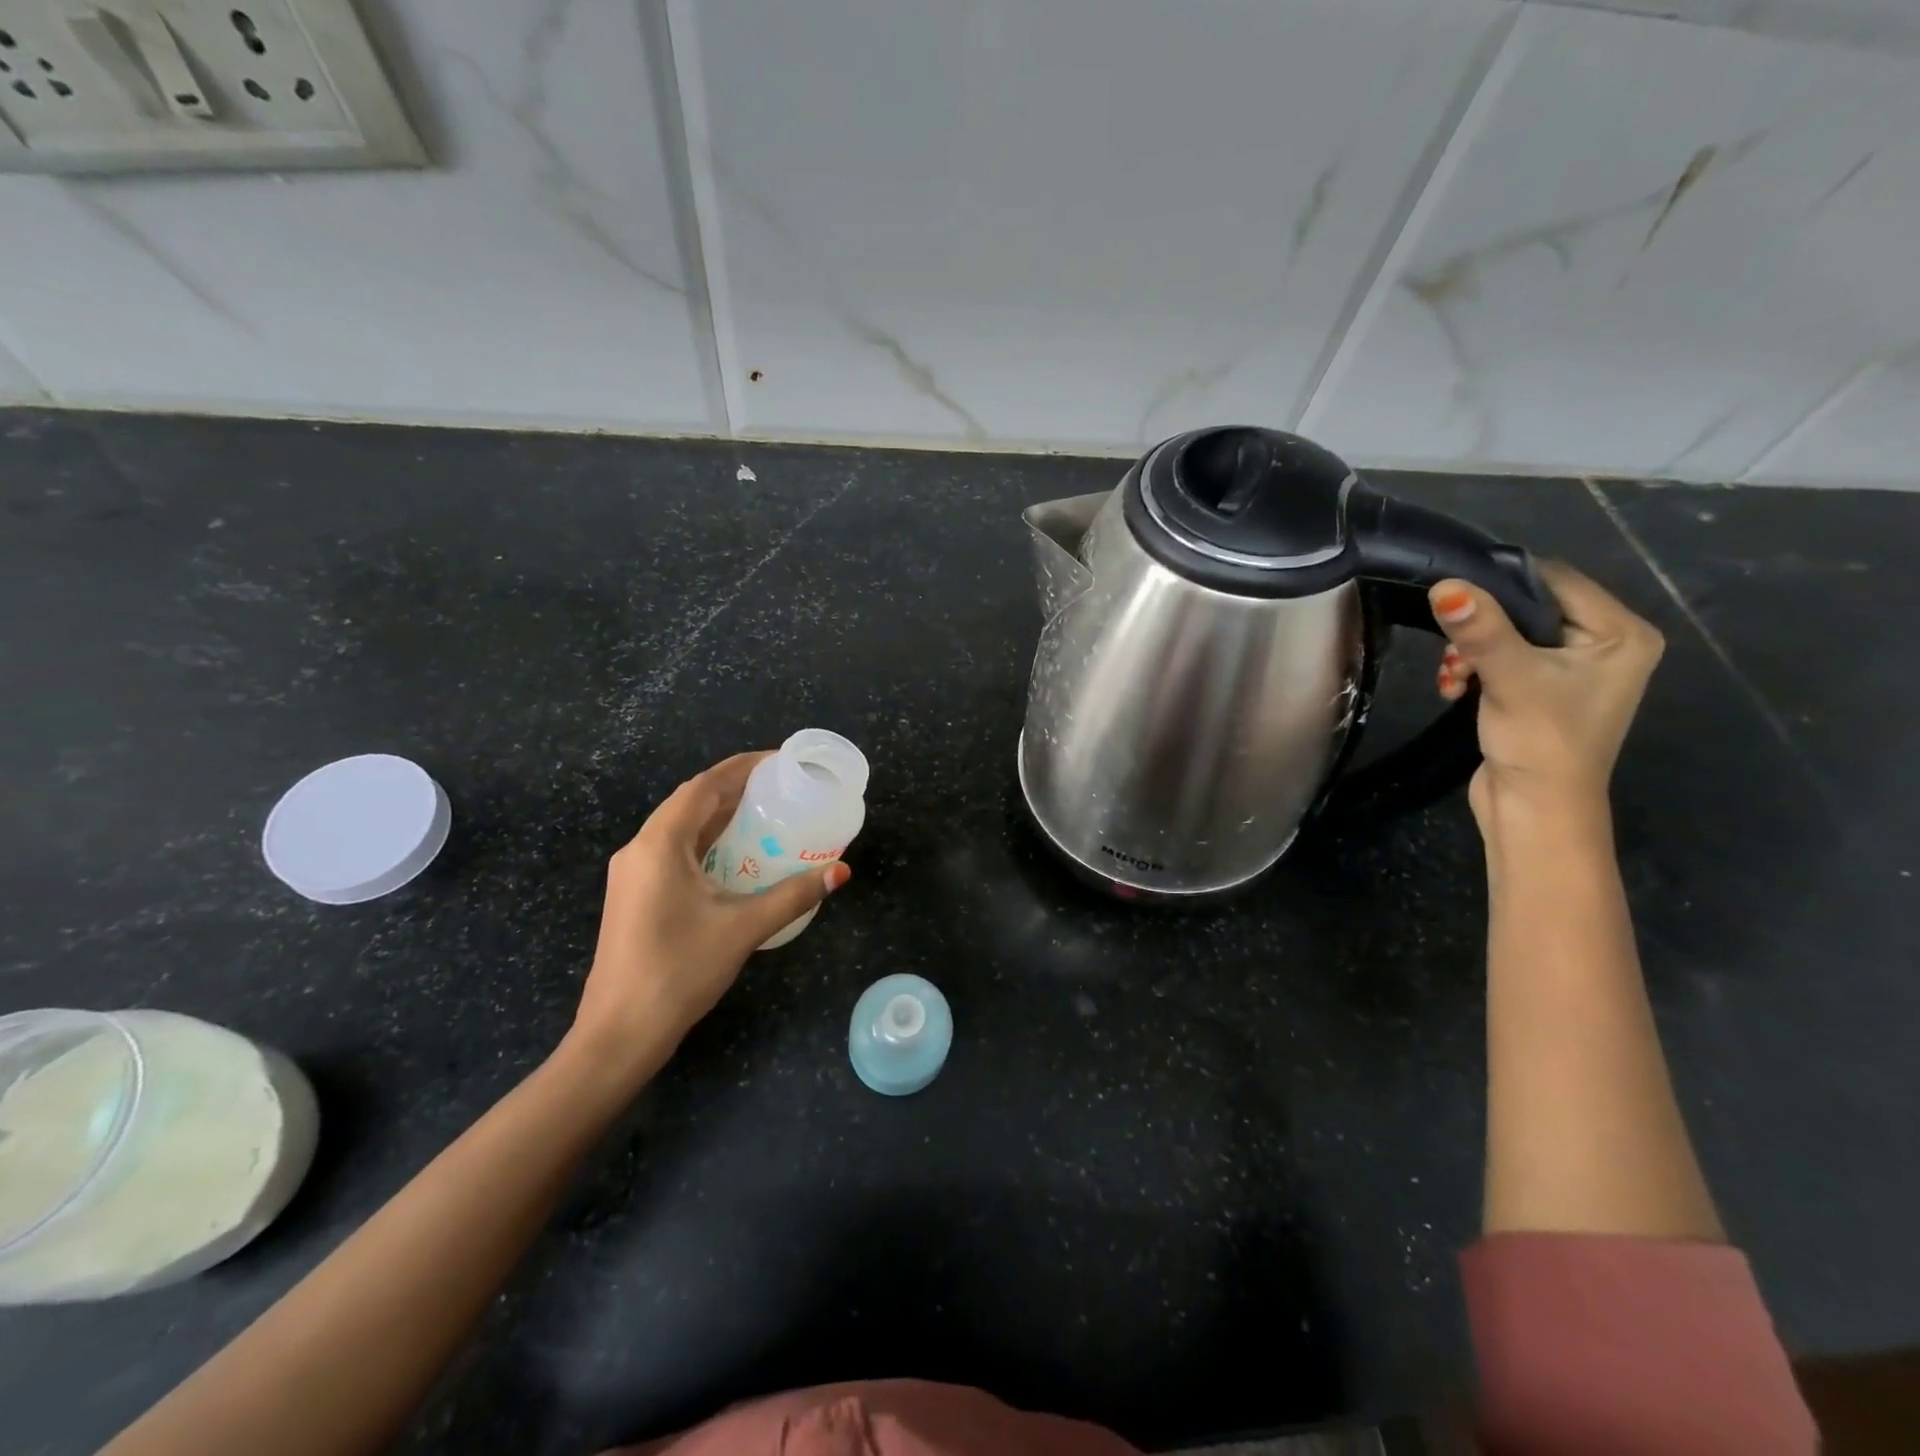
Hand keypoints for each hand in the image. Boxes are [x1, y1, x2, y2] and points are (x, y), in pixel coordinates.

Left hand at [569, 753, 850, 1072]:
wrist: (619, 1033)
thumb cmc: (679, 971)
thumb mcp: (743, 928)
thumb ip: (794, 895)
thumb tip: (840, 871)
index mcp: (660, 844)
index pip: (704, 786)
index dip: (741, 767)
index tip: (779, 761)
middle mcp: (640, 848)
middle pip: (690, 802)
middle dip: (734, 789)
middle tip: (781, 787)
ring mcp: (632, 873)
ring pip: (680, 827)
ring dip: (719, 815)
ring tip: (765, 813)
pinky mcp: (634, 895)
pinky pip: (673, 850)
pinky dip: (706, 841)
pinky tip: (734, 855)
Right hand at [1430, 562, 1663, 831]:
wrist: (1534, 811)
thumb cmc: (1541, 742)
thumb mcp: (1510, 678)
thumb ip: (1480, 630)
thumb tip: (1444, 585)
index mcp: (1622, 634)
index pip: (1556, 580)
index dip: (1501, 583)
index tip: (1453, 596)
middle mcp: (1606, 645)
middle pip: (1528, 609)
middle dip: (1479, 627)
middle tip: (1450, 652)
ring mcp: (1573, 671)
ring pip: (1507, 635)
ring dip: (1469, 651)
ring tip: (1451, 678)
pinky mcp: (1541, 692)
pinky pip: (1502, 659)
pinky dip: (1473, 669)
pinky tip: (1453, 688)